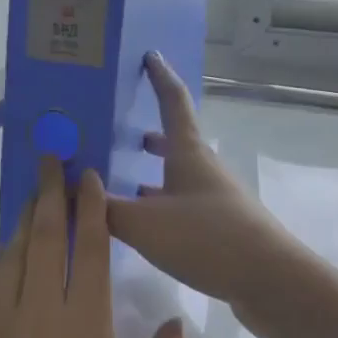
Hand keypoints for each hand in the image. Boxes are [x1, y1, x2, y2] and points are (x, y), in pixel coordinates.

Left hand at [0, 159, 184, 337]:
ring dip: (26, 218)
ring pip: (13, 253)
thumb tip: (176, 329)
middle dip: (51, 192)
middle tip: (52, 157)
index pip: (87, 249)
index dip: (90, 209)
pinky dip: (3, 257)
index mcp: (82, 326)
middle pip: (44, 236)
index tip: (89, 177)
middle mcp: (37, 309)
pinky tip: (7, 256)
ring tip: (33, 193)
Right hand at [107, 53, 301, 334]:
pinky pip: (182, 206)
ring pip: (178, 177)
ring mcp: (216, 200)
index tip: (150, 56)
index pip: (173, 101)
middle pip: (176, 141)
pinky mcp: (221, 229)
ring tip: (122, 181)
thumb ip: (103, 208)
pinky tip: (143, 226)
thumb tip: (67, 193)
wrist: (270, 281)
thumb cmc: (206, 237)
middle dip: (150, 135)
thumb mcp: (143, 223)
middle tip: (119, 133)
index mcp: (188, 153)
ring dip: (153, 174)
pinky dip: (160, 206)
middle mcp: (203, 170)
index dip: (160, 77)